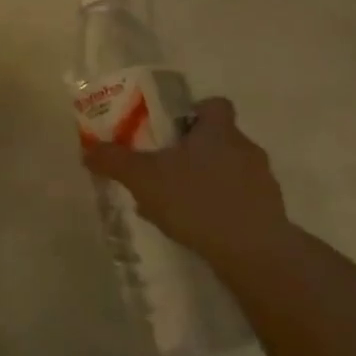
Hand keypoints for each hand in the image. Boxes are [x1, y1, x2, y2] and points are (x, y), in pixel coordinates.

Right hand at [82, 97, 293, 268]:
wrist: (253, 251)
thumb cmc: (197, 200)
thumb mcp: (143, 178)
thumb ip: (114, 161)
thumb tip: (88, 150)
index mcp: (218, 130)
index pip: (214, 104)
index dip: (193, 111)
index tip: (170, 129)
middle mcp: (245, 148)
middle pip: (218, 138)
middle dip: (191, 151)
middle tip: (162, 168)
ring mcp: (261, 181)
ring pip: (227, 171)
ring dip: (204, 181)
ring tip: (174, 204)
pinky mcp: (268, 212)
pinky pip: (237, 200)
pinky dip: (217, 207)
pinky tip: (195, 227)